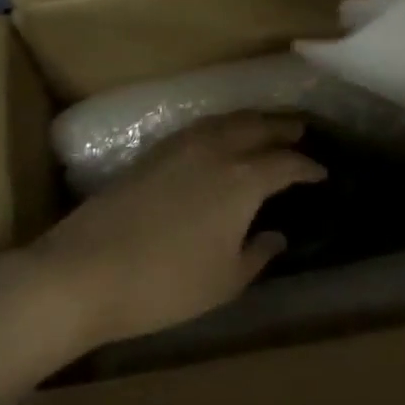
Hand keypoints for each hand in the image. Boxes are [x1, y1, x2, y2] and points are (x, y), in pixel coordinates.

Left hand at [32, 113, 325, 349]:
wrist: (83, 272)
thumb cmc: (165, 284)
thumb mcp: (225, 281)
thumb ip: (257, 255)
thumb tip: (275, 236)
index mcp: (243, 180)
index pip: (286, 163)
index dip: (308, 167)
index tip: (321, 172)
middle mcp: (216, 151)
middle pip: (258, 126)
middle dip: (283, 128)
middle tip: (300, 131)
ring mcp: (180, 146)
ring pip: (225, 120)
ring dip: (251, 120)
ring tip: (264, 127)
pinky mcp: (152, 153)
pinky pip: (199, 127)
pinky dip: (220, 126)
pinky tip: (217, 140)